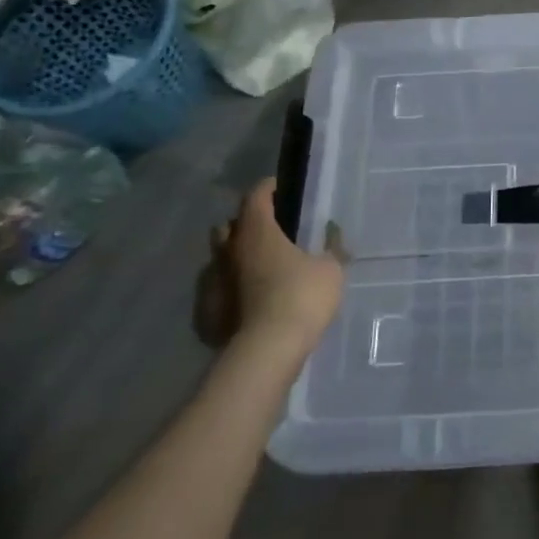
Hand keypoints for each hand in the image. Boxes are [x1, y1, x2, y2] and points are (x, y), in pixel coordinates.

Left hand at [195, 181, 342, 357]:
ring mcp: (212, 283)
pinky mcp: (206, 313)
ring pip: (218, 259)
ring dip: (234, 257)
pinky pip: (215, 291)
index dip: (267, 188)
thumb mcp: (331, 269)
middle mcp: (228, 252)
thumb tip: (332, 232)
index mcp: (257, 233)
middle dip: (244, 223)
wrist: (267, 350)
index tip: (278, 187)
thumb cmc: (302, 297)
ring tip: (257, 268)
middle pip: (228, 226)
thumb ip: (332, 248)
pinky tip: (245, 300)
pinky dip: (229, 289)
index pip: (255, 197)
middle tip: (267, 231)